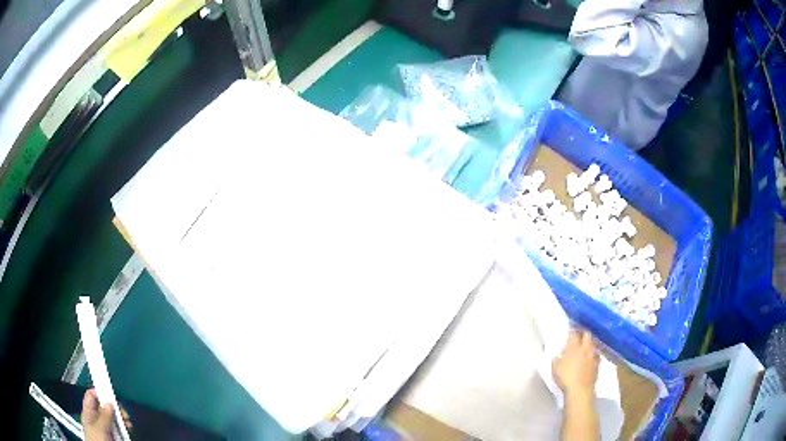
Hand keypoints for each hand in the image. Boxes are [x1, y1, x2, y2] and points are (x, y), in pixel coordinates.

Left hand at [81, 389, 131, 440]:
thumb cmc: (96, 440)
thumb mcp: (99, 428)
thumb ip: (103, 415)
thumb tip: (109, 402)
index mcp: (88, 412)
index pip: (91, 395)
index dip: (99, 392)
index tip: (110, 395)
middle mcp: (96, 418)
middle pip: (104, 407)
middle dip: (114, 408)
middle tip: (123, 413)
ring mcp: (104, 428)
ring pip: (112, 418)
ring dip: (121, 419)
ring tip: (128, 423)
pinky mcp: (112, 436)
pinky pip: (118, 429)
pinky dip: (123, 428)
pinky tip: (127, 430)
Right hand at [552, 331, 599, 398]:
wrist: (580, 390)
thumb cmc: (565, 378)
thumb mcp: (555, 368)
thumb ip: (557, 359)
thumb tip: (558, 355)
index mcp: (574, 347)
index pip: (574, 334)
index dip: (572, 329)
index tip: (570, 327)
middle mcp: (585, 348)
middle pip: (587, 335)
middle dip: (584, 332)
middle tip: (580, 332)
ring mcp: (593, 355)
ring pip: (594, 343)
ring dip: (590, 341)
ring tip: (587, 343)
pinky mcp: (598, 364)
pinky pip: (597, 354)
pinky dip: (594, 352)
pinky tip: (592, 355)